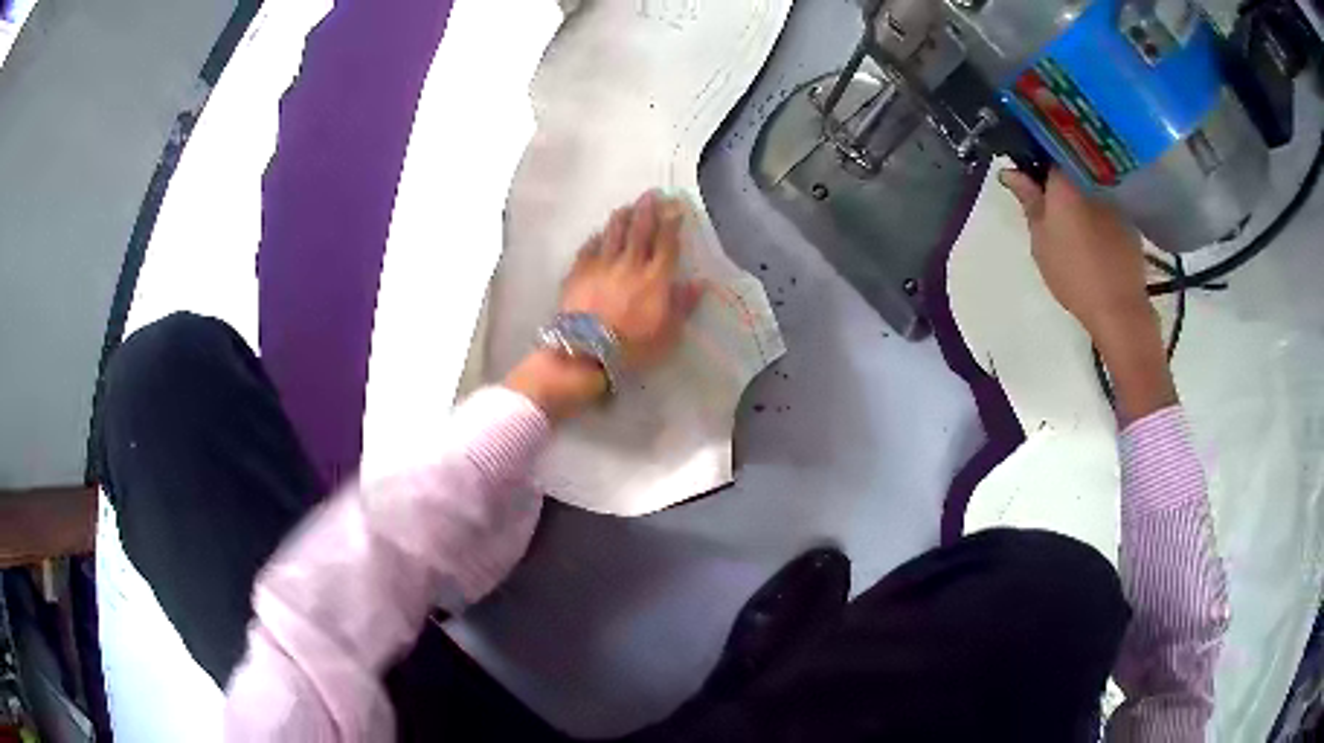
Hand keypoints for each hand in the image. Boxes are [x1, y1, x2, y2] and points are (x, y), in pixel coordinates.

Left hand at [505, 190, 704, 419]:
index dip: (672, 222)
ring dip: (622, 217)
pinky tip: (599, 233)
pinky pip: (589, 248)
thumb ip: (683, 306)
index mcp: (655, 278)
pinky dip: (597, 237)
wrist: (585, 353)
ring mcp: (601, 266)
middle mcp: (630, 264)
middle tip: (652, 194)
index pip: (666, 242)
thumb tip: (699, 283)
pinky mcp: (578, 273)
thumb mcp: (668, 334)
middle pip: (640, 229)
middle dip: (648, 209)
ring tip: (627, 207)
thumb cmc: (632, 348)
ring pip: (613, 233)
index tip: (676, 206)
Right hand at [1000, 168, 1175, 422]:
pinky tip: (1090, 226)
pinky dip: (1095, 205)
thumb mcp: (1040, 239)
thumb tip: (1010, 172)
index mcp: (1067, 179)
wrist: (1119, 309)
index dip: (1035, 149)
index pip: (1048, 145)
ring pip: (1090, 179)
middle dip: (1056, 168)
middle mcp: (1093, 178)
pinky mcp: (1128, 218)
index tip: (1025, 162)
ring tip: (1067, 207)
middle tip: (1043, 187)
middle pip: (1071, 160)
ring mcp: (1114, 198)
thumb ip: (1028, 201)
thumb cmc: (1073, 273)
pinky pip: (1106, 199)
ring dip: (1078, 186)